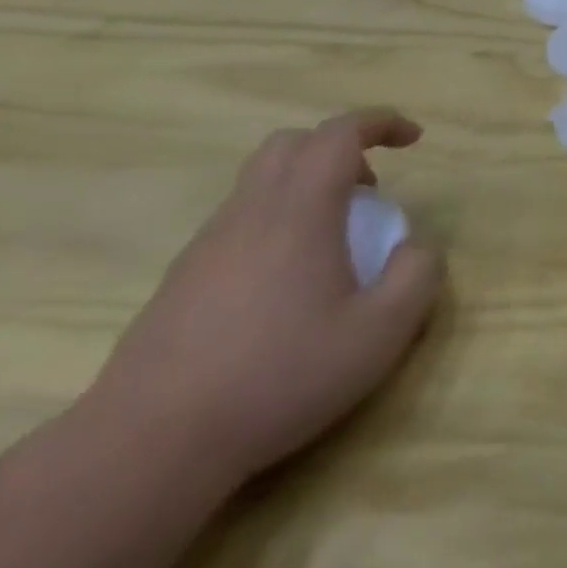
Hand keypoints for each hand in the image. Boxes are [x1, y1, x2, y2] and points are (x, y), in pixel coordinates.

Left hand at [89, 109, 445, 489]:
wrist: (148, 445)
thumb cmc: (278, 377)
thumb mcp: (380, 333)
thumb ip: (418, 275)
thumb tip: (417, 246)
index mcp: (300, 210)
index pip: (339, 133)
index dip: (381, 122)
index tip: (413, 139)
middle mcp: (251, 212)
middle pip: (292, 144)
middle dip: (340, 150)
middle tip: (369, 193)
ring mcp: (208, 245)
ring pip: (260, 181)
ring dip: (307, 187)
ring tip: (334, 243)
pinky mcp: (182, 280)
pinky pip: (239, 221)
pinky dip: (277, 223)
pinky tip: (288, 285)